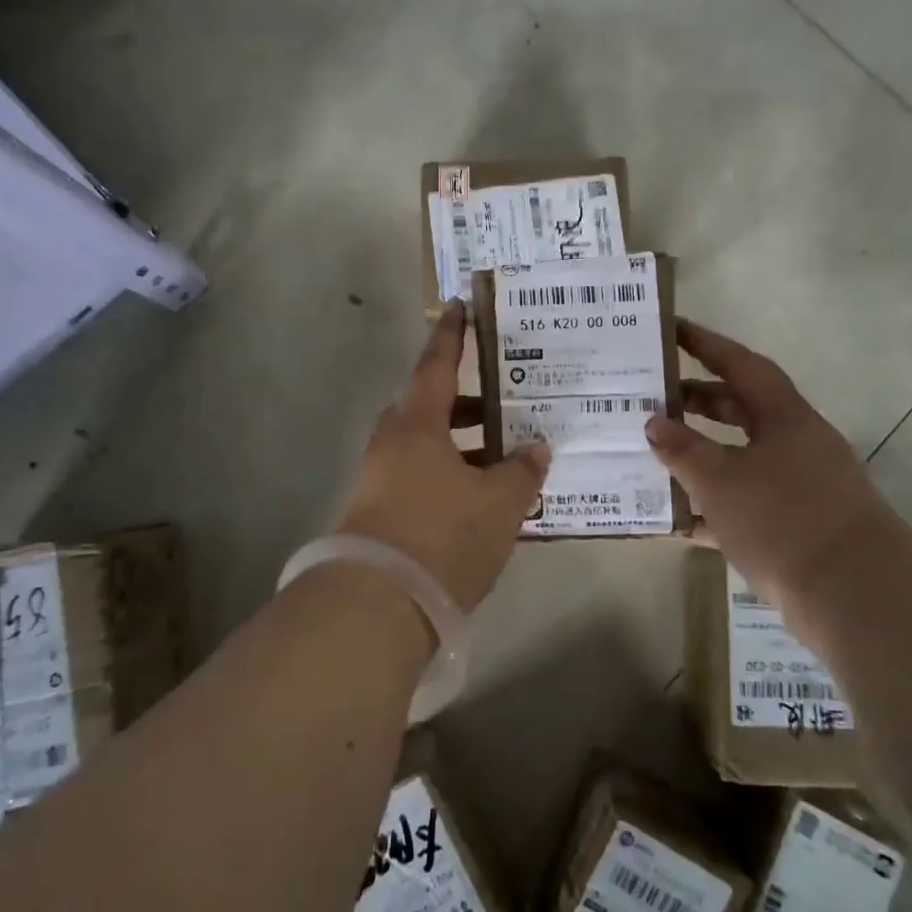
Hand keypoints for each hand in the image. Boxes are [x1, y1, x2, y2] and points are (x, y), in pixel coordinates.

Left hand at [335, 302, 550, 611]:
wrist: (376, 605)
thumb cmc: (442, 534)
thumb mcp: (499, 503)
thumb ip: (521, 472)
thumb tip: (536, 450)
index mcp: (417, 424)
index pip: (437, 364)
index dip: (452, 334)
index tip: (459, 306)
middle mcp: (391, 443)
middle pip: (428, 406)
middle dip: (464, 402)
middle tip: (500, 401)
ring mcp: (378, 479)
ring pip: (424, 446)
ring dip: (458, 445)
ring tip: (500, 458)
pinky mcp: (375, 513)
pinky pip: (417, 477)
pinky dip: (447, 475)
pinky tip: (477, 500)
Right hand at [646, 318, 895, 603]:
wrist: (858, 598)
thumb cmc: (783, 520)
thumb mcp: (720, 480)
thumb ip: (682, 448)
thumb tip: (654, 422)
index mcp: (784, 417)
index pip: (740, 364)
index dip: (705, 343)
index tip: (671, 329)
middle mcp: (796, 442)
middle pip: (741, 408)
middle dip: (697, 400)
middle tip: (654, 397)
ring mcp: (801, 485)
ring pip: (741, 456)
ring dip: (702, 453)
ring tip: (656, 453)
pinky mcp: (799, 525)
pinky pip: (747, 500)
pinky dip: (714, 503)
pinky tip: (679, 517)